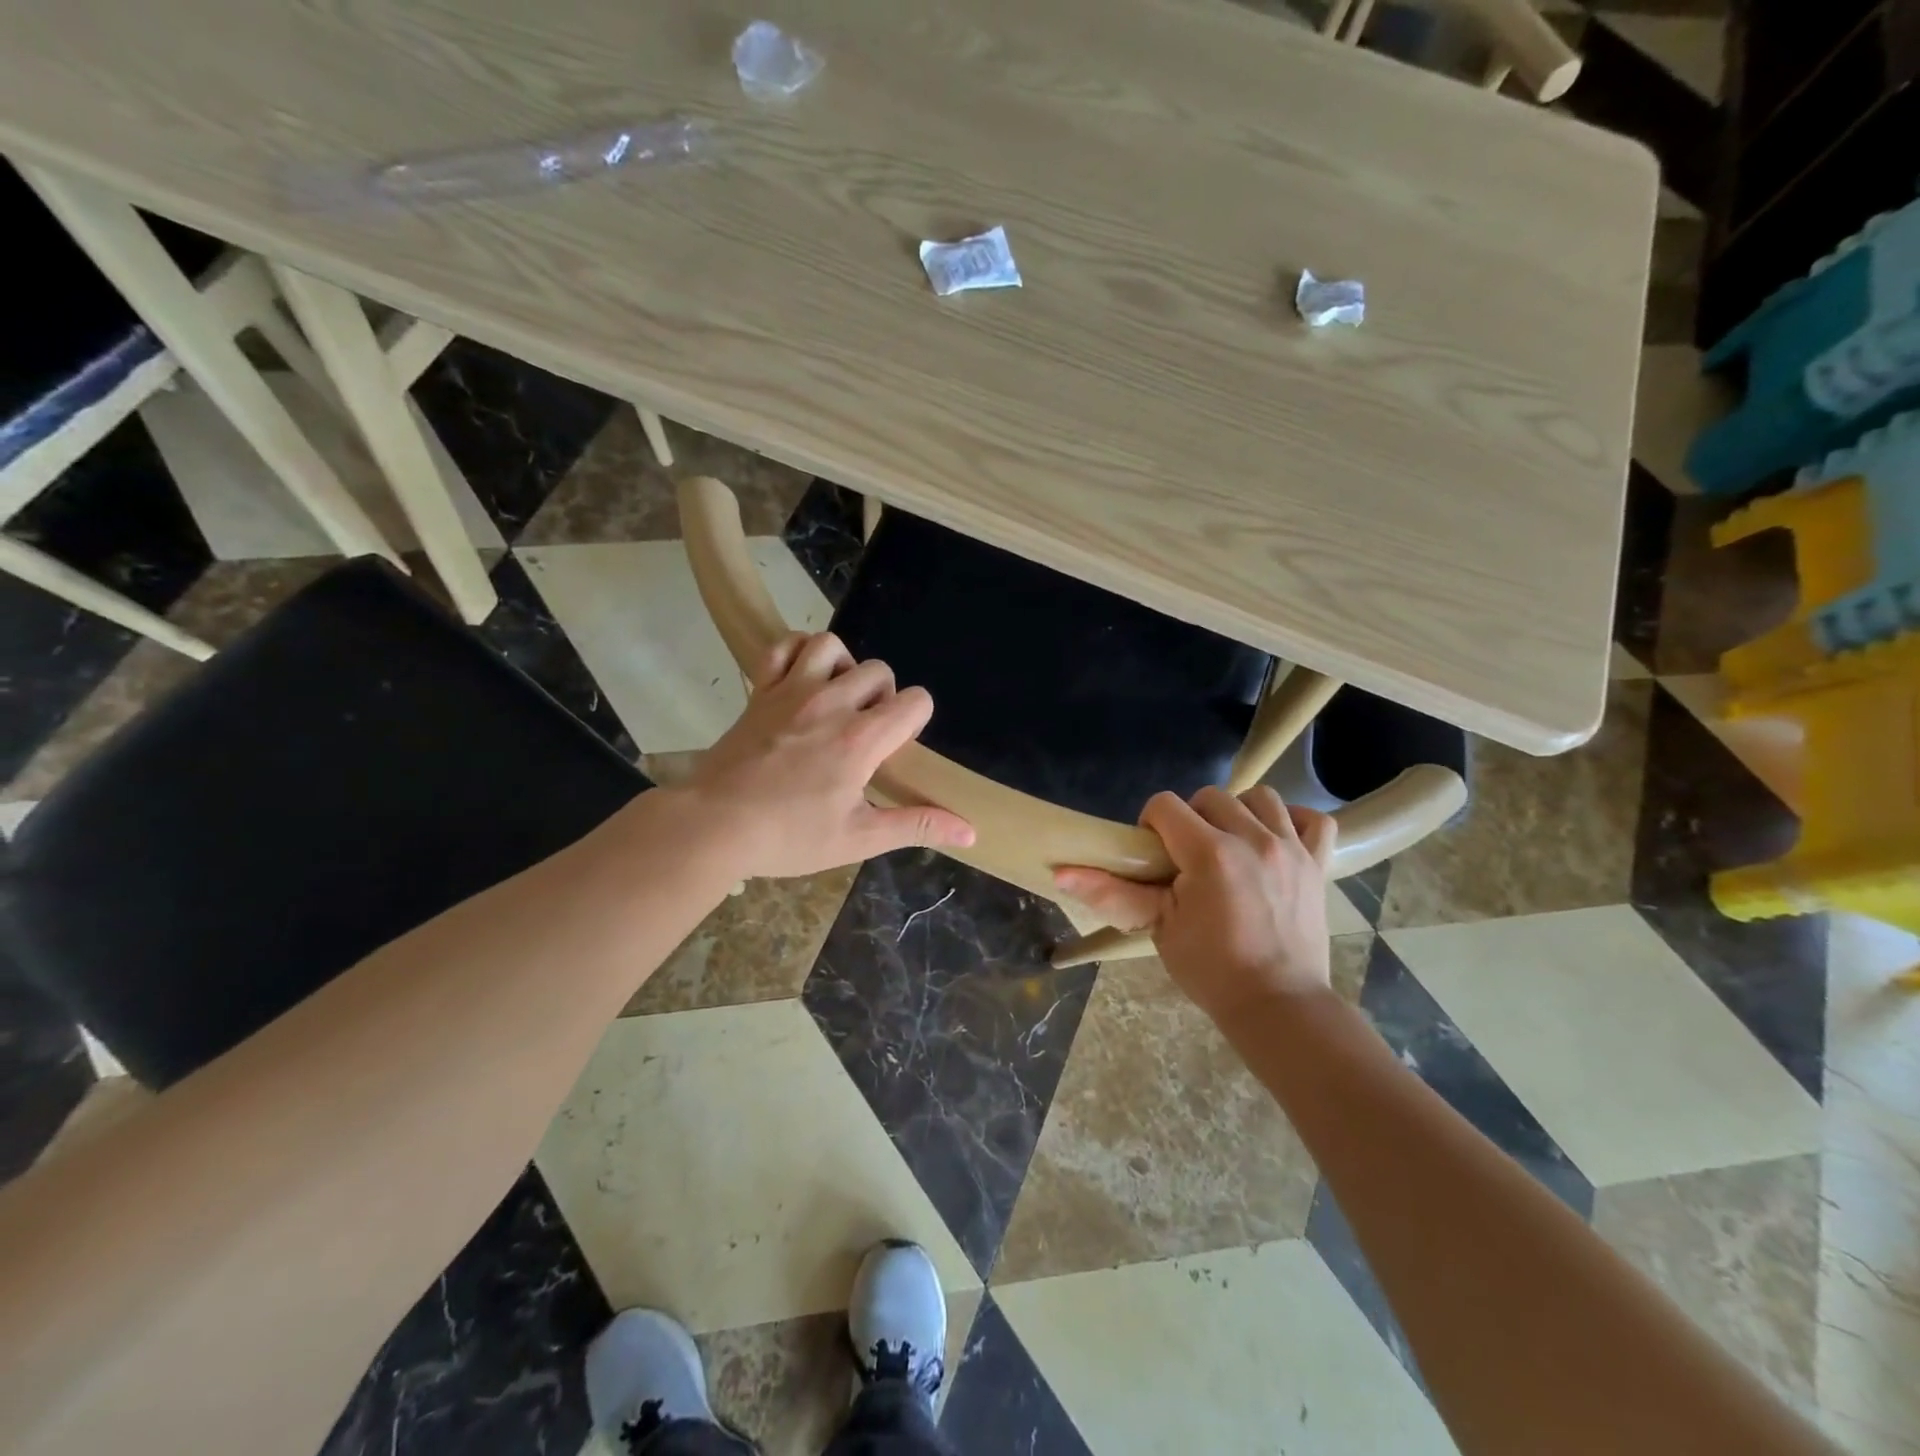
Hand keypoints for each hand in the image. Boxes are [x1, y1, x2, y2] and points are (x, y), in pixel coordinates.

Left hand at [671, 632, 974, 879]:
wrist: (713, 825)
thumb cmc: (789, 836)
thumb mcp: (859, 838)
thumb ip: (917, 826)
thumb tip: (971, 831)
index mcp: (861, 739)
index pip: (915, 701)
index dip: (915, 720)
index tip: (895, 749)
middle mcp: (831, 703)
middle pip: (880, 671)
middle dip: (884, 697)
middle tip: (865, 734)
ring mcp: (791, 690)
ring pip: (832, 646)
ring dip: (844, 667)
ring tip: (837, 699)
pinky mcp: (760, 690)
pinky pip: (783, 646)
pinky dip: (798, 652)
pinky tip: (802, 678)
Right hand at [1055, 786, 1335, 1019]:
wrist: (1278, 1006)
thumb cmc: (1210, 970)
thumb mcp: (1156, 928)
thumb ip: (1111, 893)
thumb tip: (1059, 872)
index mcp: (1210, 854)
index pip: (1166, 805)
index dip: (1150, 824)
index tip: (1154, 856)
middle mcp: (1253, 839)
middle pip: (1210, 796)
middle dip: (1191, 818)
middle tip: (1187, 857)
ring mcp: (1291, 849)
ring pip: (1260, 797)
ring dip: (1238, 813)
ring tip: (1230, 845)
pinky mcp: (1318, 864)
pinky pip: (1313, 820)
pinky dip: (1292, 822)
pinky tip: (1274, 841)